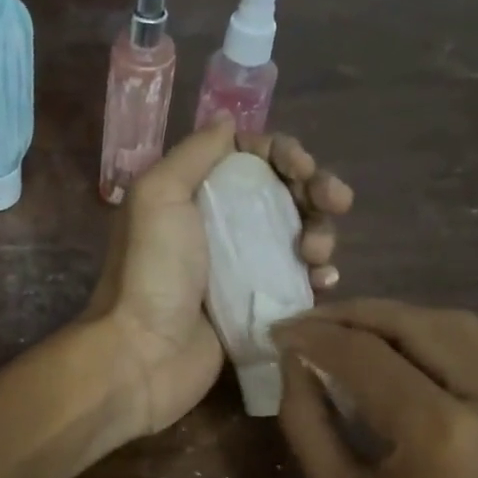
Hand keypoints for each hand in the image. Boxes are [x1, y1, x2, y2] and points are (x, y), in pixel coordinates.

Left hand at [87, 121, 352, 438]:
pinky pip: (298, 281)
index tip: (300, 167)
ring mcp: (240, 268)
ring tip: (315, 253)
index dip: (283, 154)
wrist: (144, 354)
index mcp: (196, 194)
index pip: (252, 159)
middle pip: (283, 194)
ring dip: (320, 233)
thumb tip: (230, 123)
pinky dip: (318, 275)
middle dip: (315, 189)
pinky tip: (325, 281)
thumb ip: (194, 153)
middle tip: (333, 200)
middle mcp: (220, 226)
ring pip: (297, 236)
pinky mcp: (256, 307)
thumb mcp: (159, 196)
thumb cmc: (151, 272)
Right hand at [273, 301, 477, 477]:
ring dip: (401, 323)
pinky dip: (435, 347)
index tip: (277, 333)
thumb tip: (293, 364)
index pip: (367, 356)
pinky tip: (397, 361)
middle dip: (359, 315)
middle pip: (422, 324)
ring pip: (461, 331)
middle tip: (310, 324)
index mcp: (442, 431)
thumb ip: (309, 420)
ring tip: (349, 334)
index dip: (315, 337)